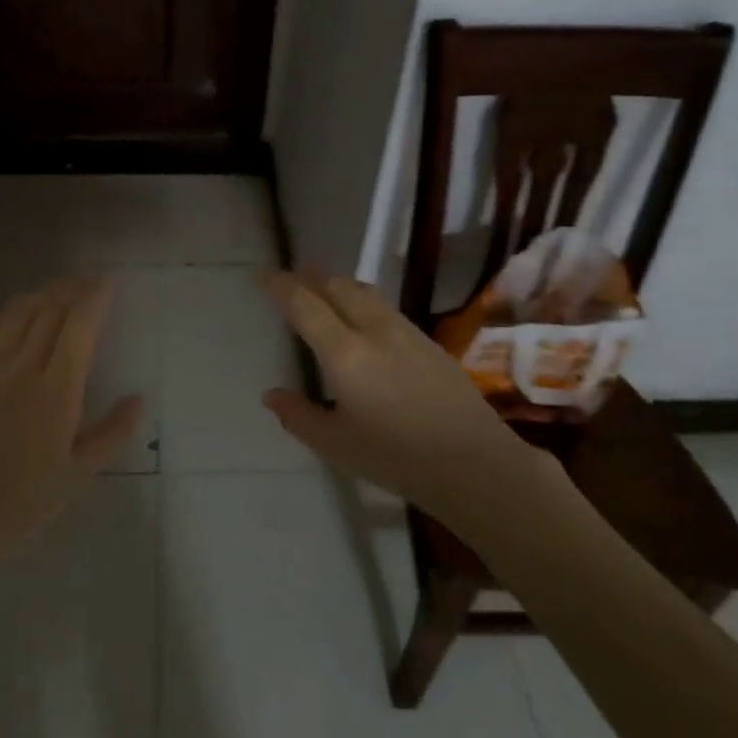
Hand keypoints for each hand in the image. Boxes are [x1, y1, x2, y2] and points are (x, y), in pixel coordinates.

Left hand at [0, 276, 141, 565]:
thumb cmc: (25, 501)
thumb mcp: (80, 475)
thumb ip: (113, 433)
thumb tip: (139, 398)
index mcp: (56, 392)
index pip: (79, 326)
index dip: (95, 298)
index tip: (109, 282)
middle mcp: (22, 370)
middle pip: (50, 311)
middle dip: (73, 288)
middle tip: (90, 279)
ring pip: (18, 315)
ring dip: (42, 294)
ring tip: (59, 288)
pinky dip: (6, 313)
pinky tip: (16, 311)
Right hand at [258, 270, 538, 515]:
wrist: (474, 462)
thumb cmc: (396, 458)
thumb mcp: (336, 445)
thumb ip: (299, 416)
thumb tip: (271, 395)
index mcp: (344, 353)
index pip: (304, 305)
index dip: (280, 285)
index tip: (263, 274)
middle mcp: (373, 330)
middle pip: (337, 287)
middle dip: (311, 278)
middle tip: (292, 276)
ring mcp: (405, 332)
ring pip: (365, 292)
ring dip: (339, 284)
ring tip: (324, 287)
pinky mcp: (428, 341)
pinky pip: (385, 306)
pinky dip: (362, 300)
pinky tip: (363, 317)